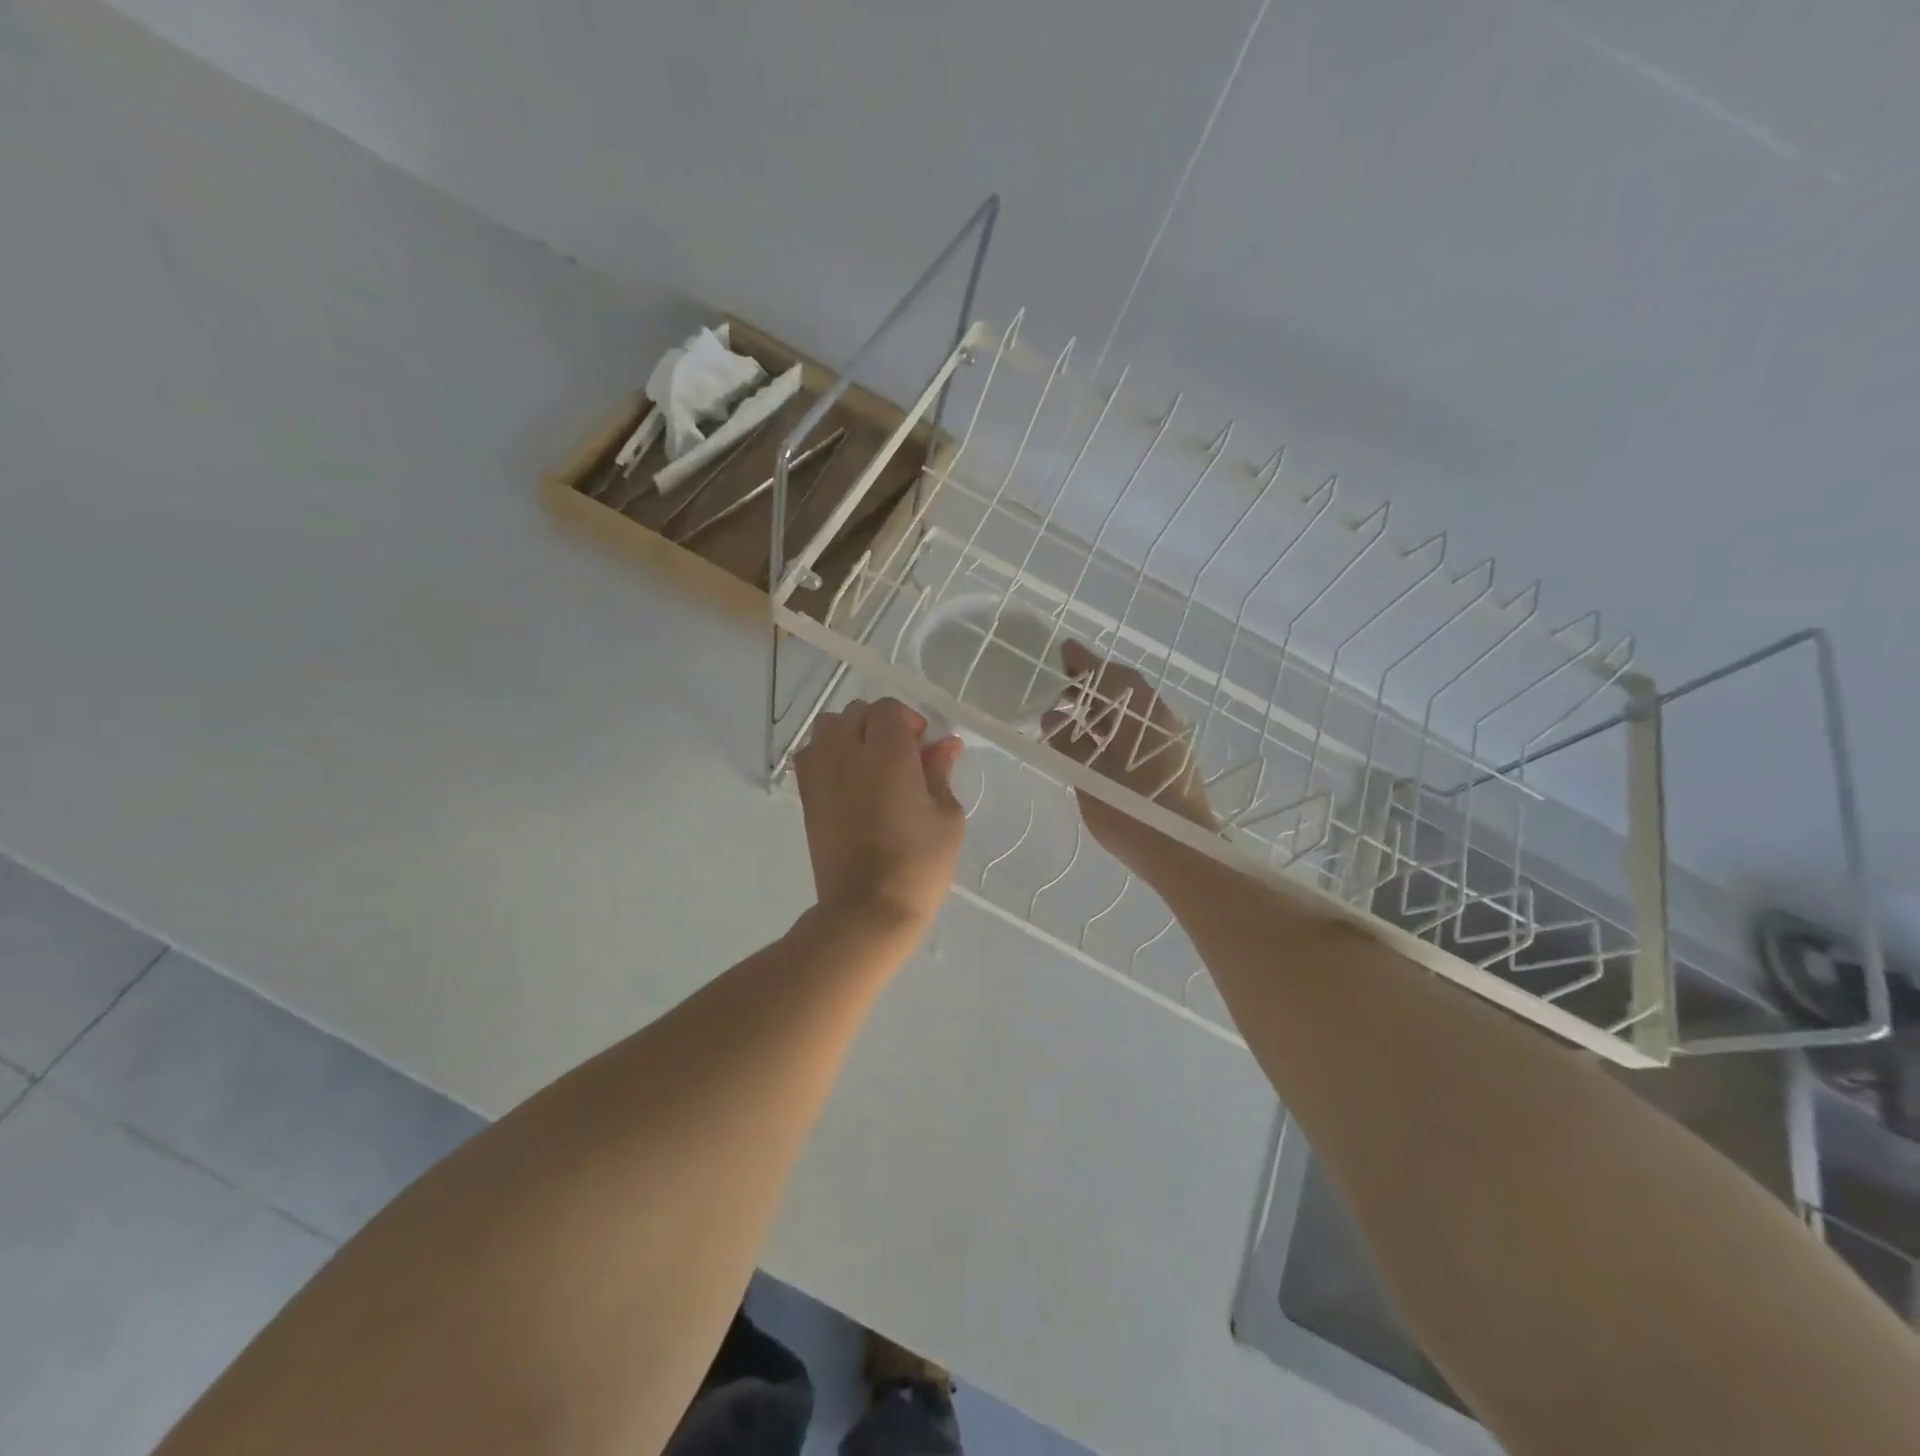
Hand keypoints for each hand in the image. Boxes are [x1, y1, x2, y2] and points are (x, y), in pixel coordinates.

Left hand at [795, 697, 965, 936]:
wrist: (867, 909)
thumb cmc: (918, 862)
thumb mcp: (946, 816)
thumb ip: (941, 772)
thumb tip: (945, 746)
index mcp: (887, 752)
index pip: (888, 709)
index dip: (909, 721)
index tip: (925, 749)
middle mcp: (847, 752)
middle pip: (856, 712)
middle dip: (880, 724)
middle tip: (902, 756)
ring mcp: (820, 773)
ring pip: (827, 727)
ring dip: (850, 733)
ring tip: (871, 763)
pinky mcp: (807, 796)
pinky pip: (811, 754)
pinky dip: (828, 754)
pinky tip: (849, 781)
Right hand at [1044, 641, 1217, 876]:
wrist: (1181, 853)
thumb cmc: (1130, 810)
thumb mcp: (1088, 774)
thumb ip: (1068, 741)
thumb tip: (1054, 717)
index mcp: (1140, 712)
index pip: (1108, 674)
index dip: (1084, 663)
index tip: (1063, 652)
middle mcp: (1159, 718)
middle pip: (1123, 690)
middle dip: (1092, 685)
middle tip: (1060, 687)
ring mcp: (1169, 740)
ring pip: (1132, 711)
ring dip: (1103, 708)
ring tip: (1071, 717)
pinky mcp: (1172, 761)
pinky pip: (1138, 730)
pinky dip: (1115, 727)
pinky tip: (1095, 743)